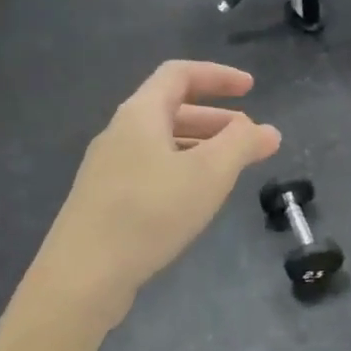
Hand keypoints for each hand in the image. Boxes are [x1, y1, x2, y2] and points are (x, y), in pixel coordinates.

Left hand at [39, 61, 280, 319]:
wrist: (83, 275)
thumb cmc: (150, 212)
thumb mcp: (208, 174)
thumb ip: (241, 145)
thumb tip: (266, 130)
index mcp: (140, 114)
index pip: (179, 74)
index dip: (218, 76)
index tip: (252, 88)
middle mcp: (120, 133)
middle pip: (171, 110)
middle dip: (216, 119)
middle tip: (250, 139)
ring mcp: (108, 168)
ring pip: (162, 144)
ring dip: (200, 147)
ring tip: (230, 171)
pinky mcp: (105, 201)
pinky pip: (151, 170)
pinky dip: (181, 171)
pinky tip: (195, 199)